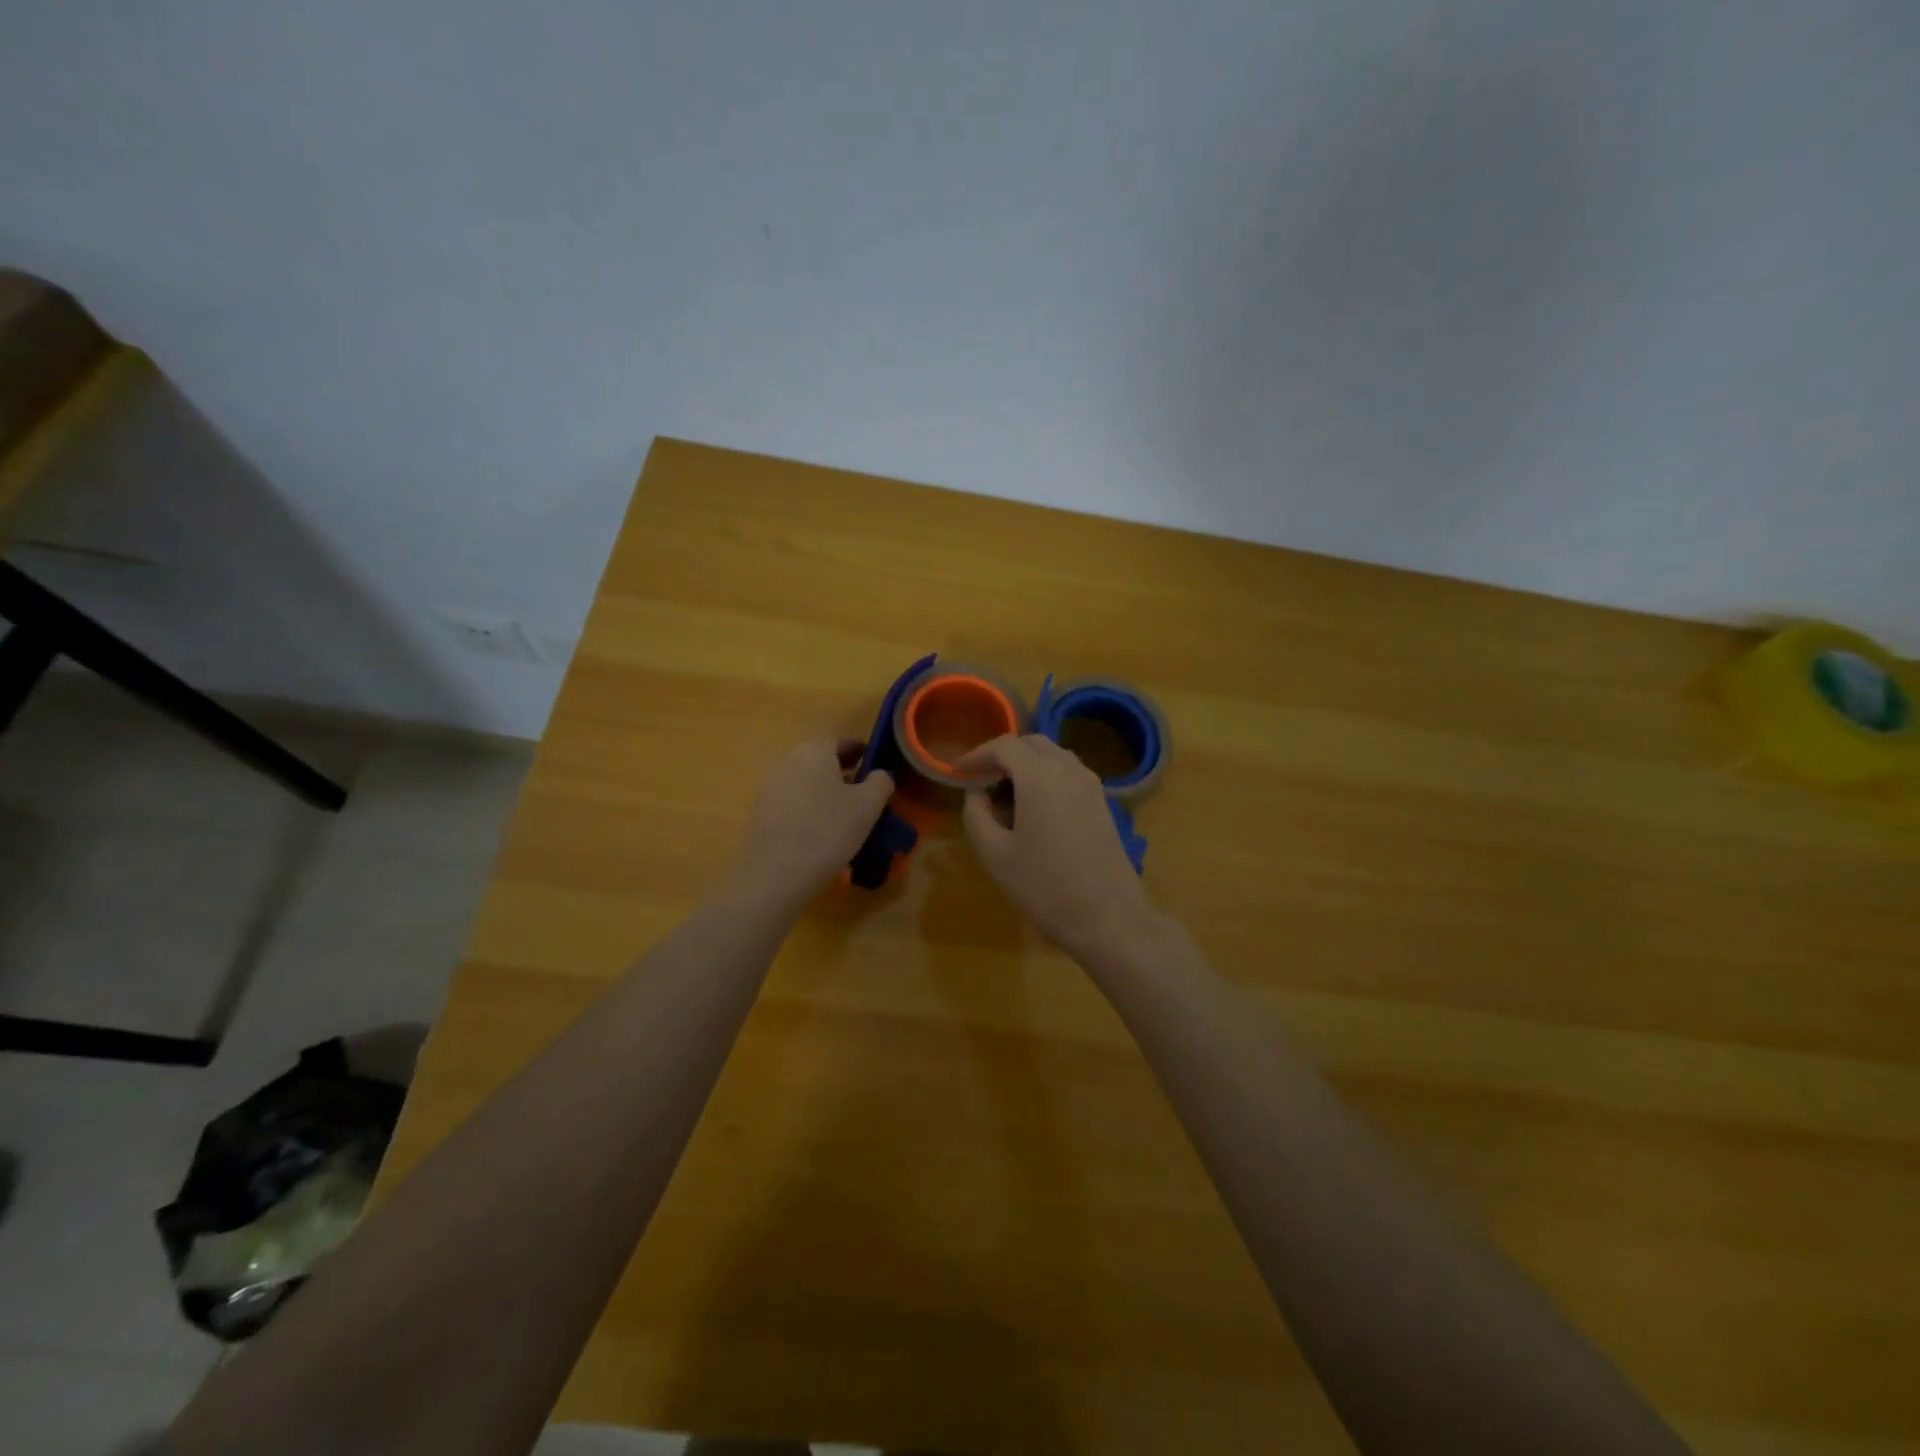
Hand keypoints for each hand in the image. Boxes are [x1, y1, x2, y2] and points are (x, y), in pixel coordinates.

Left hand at [733, 737, 893, 905]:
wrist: (776, 873)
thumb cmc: (828, 831)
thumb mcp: (868, 806)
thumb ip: (881, 782)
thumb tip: (880, 774)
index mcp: (815, 750)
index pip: (840, 740)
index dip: (859, 750)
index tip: (873, 764)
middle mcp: (788, 760)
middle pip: (820, 759)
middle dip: (842, 770)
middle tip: (862, 790)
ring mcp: (770, 786)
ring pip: (806, 780)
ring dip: (825, 790)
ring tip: (844, 813)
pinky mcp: (761, 812)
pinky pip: (792, 801)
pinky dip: (808, 807)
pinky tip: (821, 830)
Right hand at [957, 734, 1157, 958]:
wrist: (1107, 917)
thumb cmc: (1043, 886)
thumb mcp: (994, 854)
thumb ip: (976, 814)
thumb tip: (977, 793)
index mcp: (1039, 775)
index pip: (1003, 746)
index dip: (976, 755)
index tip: (957, 772)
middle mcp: (1069, 769)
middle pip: (1031, 743)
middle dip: (1002, 755)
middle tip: (980, 780)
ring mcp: (1091, 784)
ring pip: (1053, 756)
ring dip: (1026, 765)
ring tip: (1004, 796)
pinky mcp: (1102, 802)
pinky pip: (1068, 773)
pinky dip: (1046, 777)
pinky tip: (1033, 809)